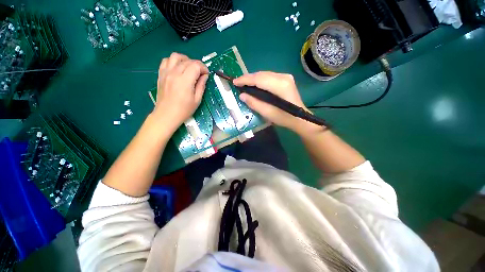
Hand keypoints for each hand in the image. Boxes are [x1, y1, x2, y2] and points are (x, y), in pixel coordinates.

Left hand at [153, 52, 208, 131]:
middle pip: (188, 61)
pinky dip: (174, 61)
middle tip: (200, 74)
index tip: (206, 75)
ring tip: (189, 68)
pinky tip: (178, 68)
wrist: (166, 115)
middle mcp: (174, 73)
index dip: (203, 68)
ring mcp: (166, 72)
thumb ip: (201, 86)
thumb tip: (204, 76)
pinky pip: (166, 61)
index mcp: (185, 81)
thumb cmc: (184, 110)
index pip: (196, 65)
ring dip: (185, 59)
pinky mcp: (160, 74)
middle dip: (197, 65)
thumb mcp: (197, 100)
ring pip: (175, 56)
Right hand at [234, 72, 319, 132]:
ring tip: (244, 84)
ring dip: (254, 78)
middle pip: (261, 74)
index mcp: (280, 85)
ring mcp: (286, 77)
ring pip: (265, 74)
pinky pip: (269, 77)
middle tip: (238, 83)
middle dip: (248, 78)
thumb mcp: (267, 113)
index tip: (235, 82)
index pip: (259, 79)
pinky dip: (260, 80)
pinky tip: (255, 85)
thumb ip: (254, 103)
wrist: (300, 118)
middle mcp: (283, 77)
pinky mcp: (286, 79)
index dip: (245, 80)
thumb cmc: (284, 118)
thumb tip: (242, 95)